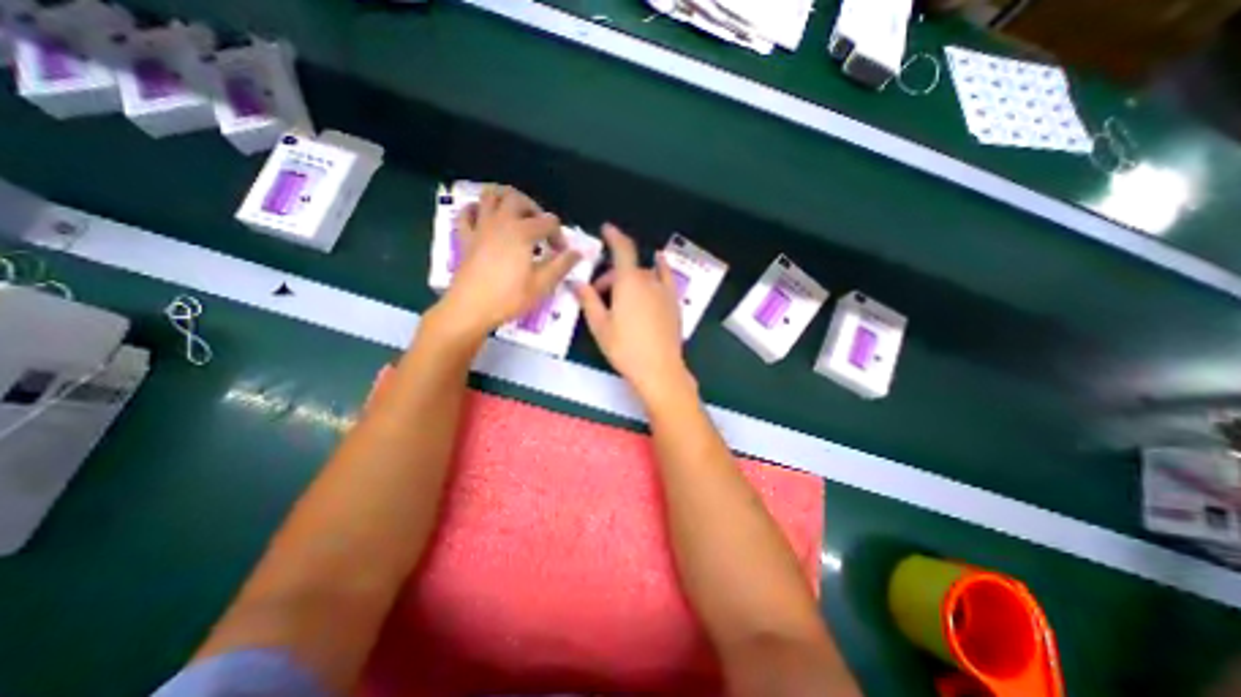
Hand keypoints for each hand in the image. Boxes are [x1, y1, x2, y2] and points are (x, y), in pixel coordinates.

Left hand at [436, 183, 580, 340]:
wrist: (470, 309)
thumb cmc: (509, 297)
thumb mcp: (542, 284)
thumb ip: (561, 265)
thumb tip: (578, 253)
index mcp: (522, 232)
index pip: (549, 222)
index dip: (559, 236)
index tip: (561, 254)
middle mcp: (501, 222)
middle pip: (519, 199)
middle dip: (535, 210)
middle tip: (541, 229)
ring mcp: (480, 227)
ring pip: (490, 196)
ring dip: (506, 199)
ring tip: (516, 215)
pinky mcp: (465, 237)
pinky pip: (466, 212)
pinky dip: (477, 209)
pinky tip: (486, 219)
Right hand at [569, 227, 694, 402]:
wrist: (659, 369)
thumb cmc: (625, 348)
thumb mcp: (600, 326)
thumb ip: (588, 300)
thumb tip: (576, 283)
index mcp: (629, 282)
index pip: (622, 249)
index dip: (614, 236)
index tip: (606, 228)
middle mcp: (649, 280)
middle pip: (628, 268)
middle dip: (611, 277)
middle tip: (599, 296)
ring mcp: (665, 291)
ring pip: (644, 275)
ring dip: (630, 279)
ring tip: (621, 298)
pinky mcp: (674, 303)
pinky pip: (667, 277)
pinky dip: (661, 267)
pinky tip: (659, 261)